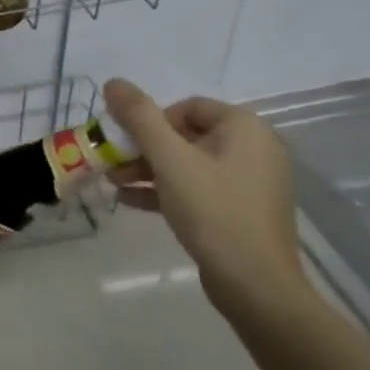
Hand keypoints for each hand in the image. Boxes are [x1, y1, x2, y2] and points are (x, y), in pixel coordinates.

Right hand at [103, 78, 307, 312]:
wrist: (256, 287)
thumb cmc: (213, 211)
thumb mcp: (169, 159)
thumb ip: (139, 117)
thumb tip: (114, 82)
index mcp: (245, 128)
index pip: (187, 107)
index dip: (151, 121)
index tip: (128, 142)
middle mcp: (254, 149)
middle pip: (185, 135)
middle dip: (143, 148)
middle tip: (113, 162)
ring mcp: (251, 182)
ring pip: (189, 164)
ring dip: (148, 170)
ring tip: (114, 182)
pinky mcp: (243, 211)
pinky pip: (199, 188)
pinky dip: (167, 190)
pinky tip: (130, 201)